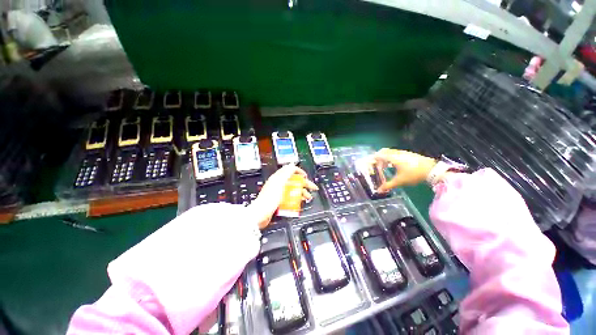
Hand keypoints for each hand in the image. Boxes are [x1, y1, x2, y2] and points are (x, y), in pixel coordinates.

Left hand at [249, 165, 318, 228]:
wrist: (261, 214)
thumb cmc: (269, 199)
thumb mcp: (279, 183)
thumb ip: (286, 173)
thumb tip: (292, 164)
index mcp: (278, 178)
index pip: (290, 170)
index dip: (299, 172)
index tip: (306, 176)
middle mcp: (279, 184)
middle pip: (294, 181)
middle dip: (304, 184)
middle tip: (313, 188)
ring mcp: (279, 192)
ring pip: (293, 189)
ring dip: (302, 192)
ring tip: (308, 197)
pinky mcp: (279, 200)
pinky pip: (290, 197)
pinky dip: (296, 198)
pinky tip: (300, 202)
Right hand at [373, 149, 436, 191]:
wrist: (432, 170)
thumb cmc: (413, 174)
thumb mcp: (400, 181)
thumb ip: (388, 185)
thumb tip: (378, 191)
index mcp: (393, 158)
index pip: (379, 155)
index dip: (373, 159)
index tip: (370, 164)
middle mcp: (397, 153)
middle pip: (384, 151)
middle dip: (378, 157)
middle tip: (376, 165)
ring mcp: (404, 152)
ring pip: (390, 152)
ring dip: (385, 157)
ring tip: (384, 166)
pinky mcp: (409, 154)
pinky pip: (396, 153)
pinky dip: (392, 157)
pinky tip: (394, 165)